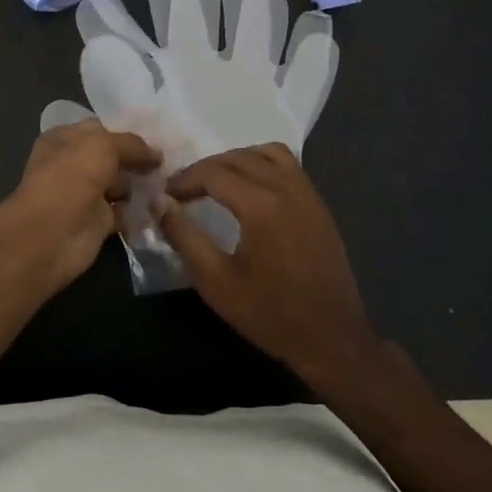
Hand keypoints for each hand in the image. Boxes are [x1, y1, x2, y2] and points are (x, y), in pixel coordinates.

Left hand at [5, 119, 159, 289]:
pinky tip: (163, 205)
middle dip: (141, 158)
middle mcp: (74, 164)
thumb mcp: (103, 146)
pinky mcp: (98, 221)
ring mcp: (86, 193)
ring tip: (173, 182)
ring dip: (144, 184)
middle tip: (172, 160)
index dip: (130, 130)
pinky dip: (142, 210)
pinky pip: (125, 211)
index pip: (103, 128)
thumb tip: (157, 153)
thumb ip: (132, 144)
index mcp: (66, 139)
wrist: (50, 235)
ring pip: (122, 184)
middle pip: (114, 157)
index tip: (161, 134)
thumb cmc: (71, 177)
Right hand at [159, 144, 383, 383]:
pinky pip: (289, 165)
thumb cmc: (269, 313)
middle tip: (183, 189)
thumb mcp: (216, 281)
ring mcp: (307, 193)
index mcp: (260, 204)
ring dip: (237, 159)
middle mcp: (286, 187)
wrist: (332, 338)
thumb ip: (184, 236)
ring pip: (267, 152)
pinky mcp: (319, 204)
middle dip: (206, 167)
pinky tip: (252, 189)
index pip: (213, 173)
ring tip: (217, 182)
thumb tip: (159, 203)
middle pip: (238, 157)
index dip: (184, 179)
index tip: (165, 195)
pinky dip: (264, 164)